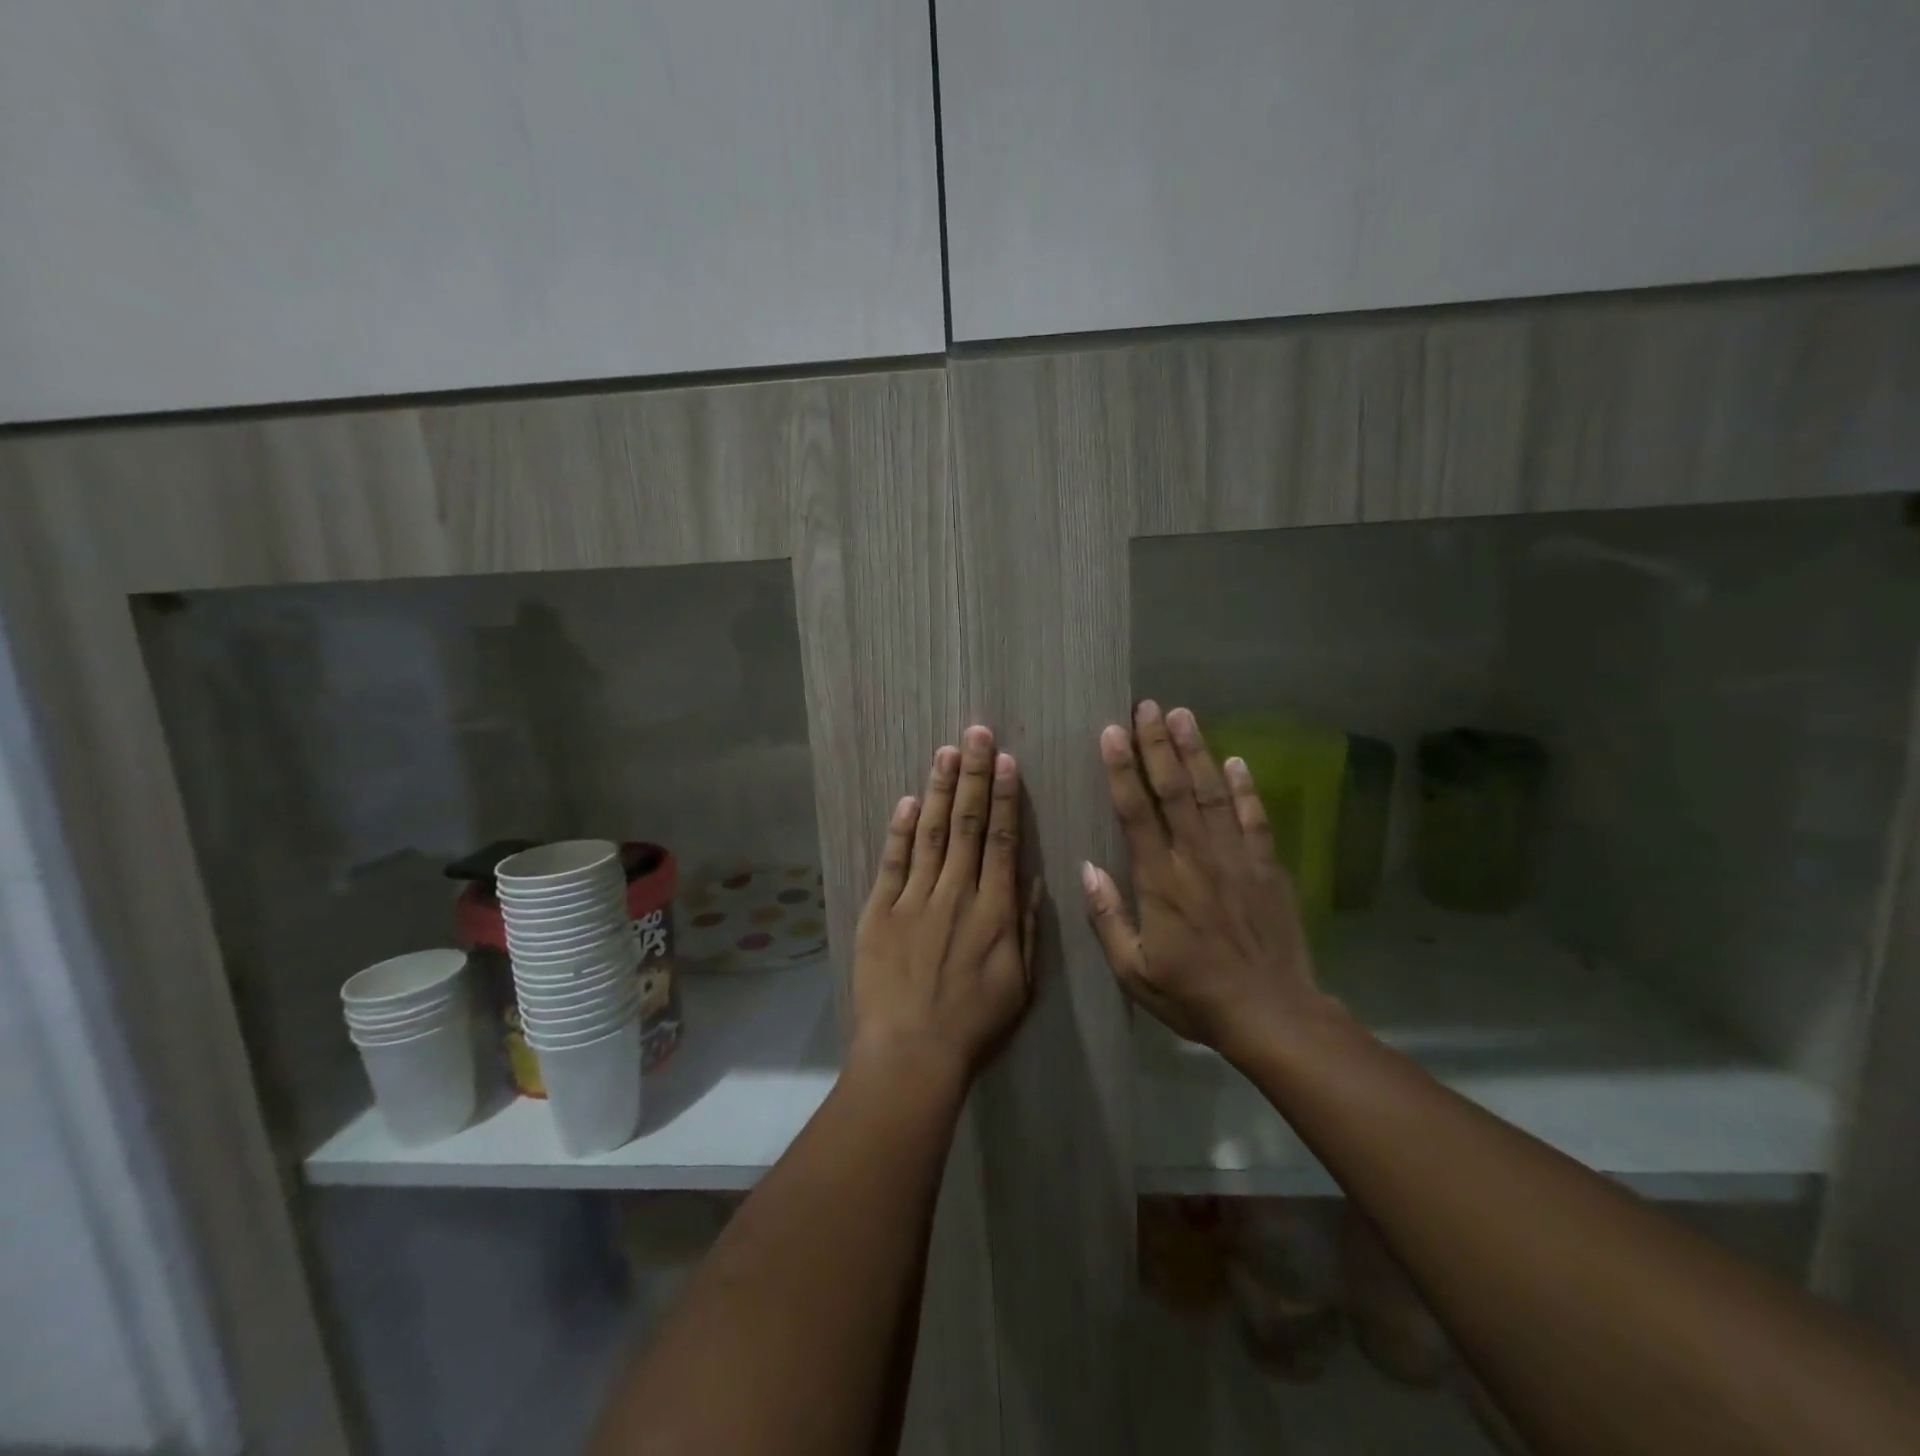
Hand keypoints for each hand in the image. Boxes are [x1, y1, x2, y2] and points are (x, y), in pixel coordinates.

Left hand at [852, 725, 1041, 1083]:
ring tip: (947, 751)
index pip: (1002, 840)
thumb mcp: (1021, 983)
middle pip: (968, 824)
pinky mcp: (880, 911)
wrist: (912, 1052)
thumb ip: (1027, 927)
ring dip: (941, 790)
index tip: (1007, 761)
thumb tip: (1031, 877)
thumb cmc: (974, 1024)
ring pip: (932, 833)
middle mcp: (957, 893)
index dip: (1005, 797)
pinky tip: (909, 801)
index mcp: (995, 910)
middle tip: (977, 733)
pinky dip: (901, 830)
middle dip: (974, 775)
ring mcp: (915, 899)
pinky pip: (893, 862)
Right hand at [1083, 701, 1323, 1062]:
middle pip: (1175, 790)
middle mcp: (1197, 858)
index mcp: (1160, 881)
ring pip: (1213, 794)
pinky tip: (1237, 761)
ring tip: (1184, 715)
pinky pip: (1255, 819)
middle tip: (1148, 707)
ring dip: (1197, 752)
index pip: (1136, 813)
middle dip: (1158, 745)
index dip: (1122, 770)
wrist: (1272, 1013)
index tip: (1111, 733)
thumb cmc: (1194, 994)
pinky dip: (1246, 789)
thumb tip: (1087, 869)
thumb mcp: (1135, 971)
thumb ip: (1108, 918)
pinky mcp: (1267, 868)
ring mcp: (1236, 859)